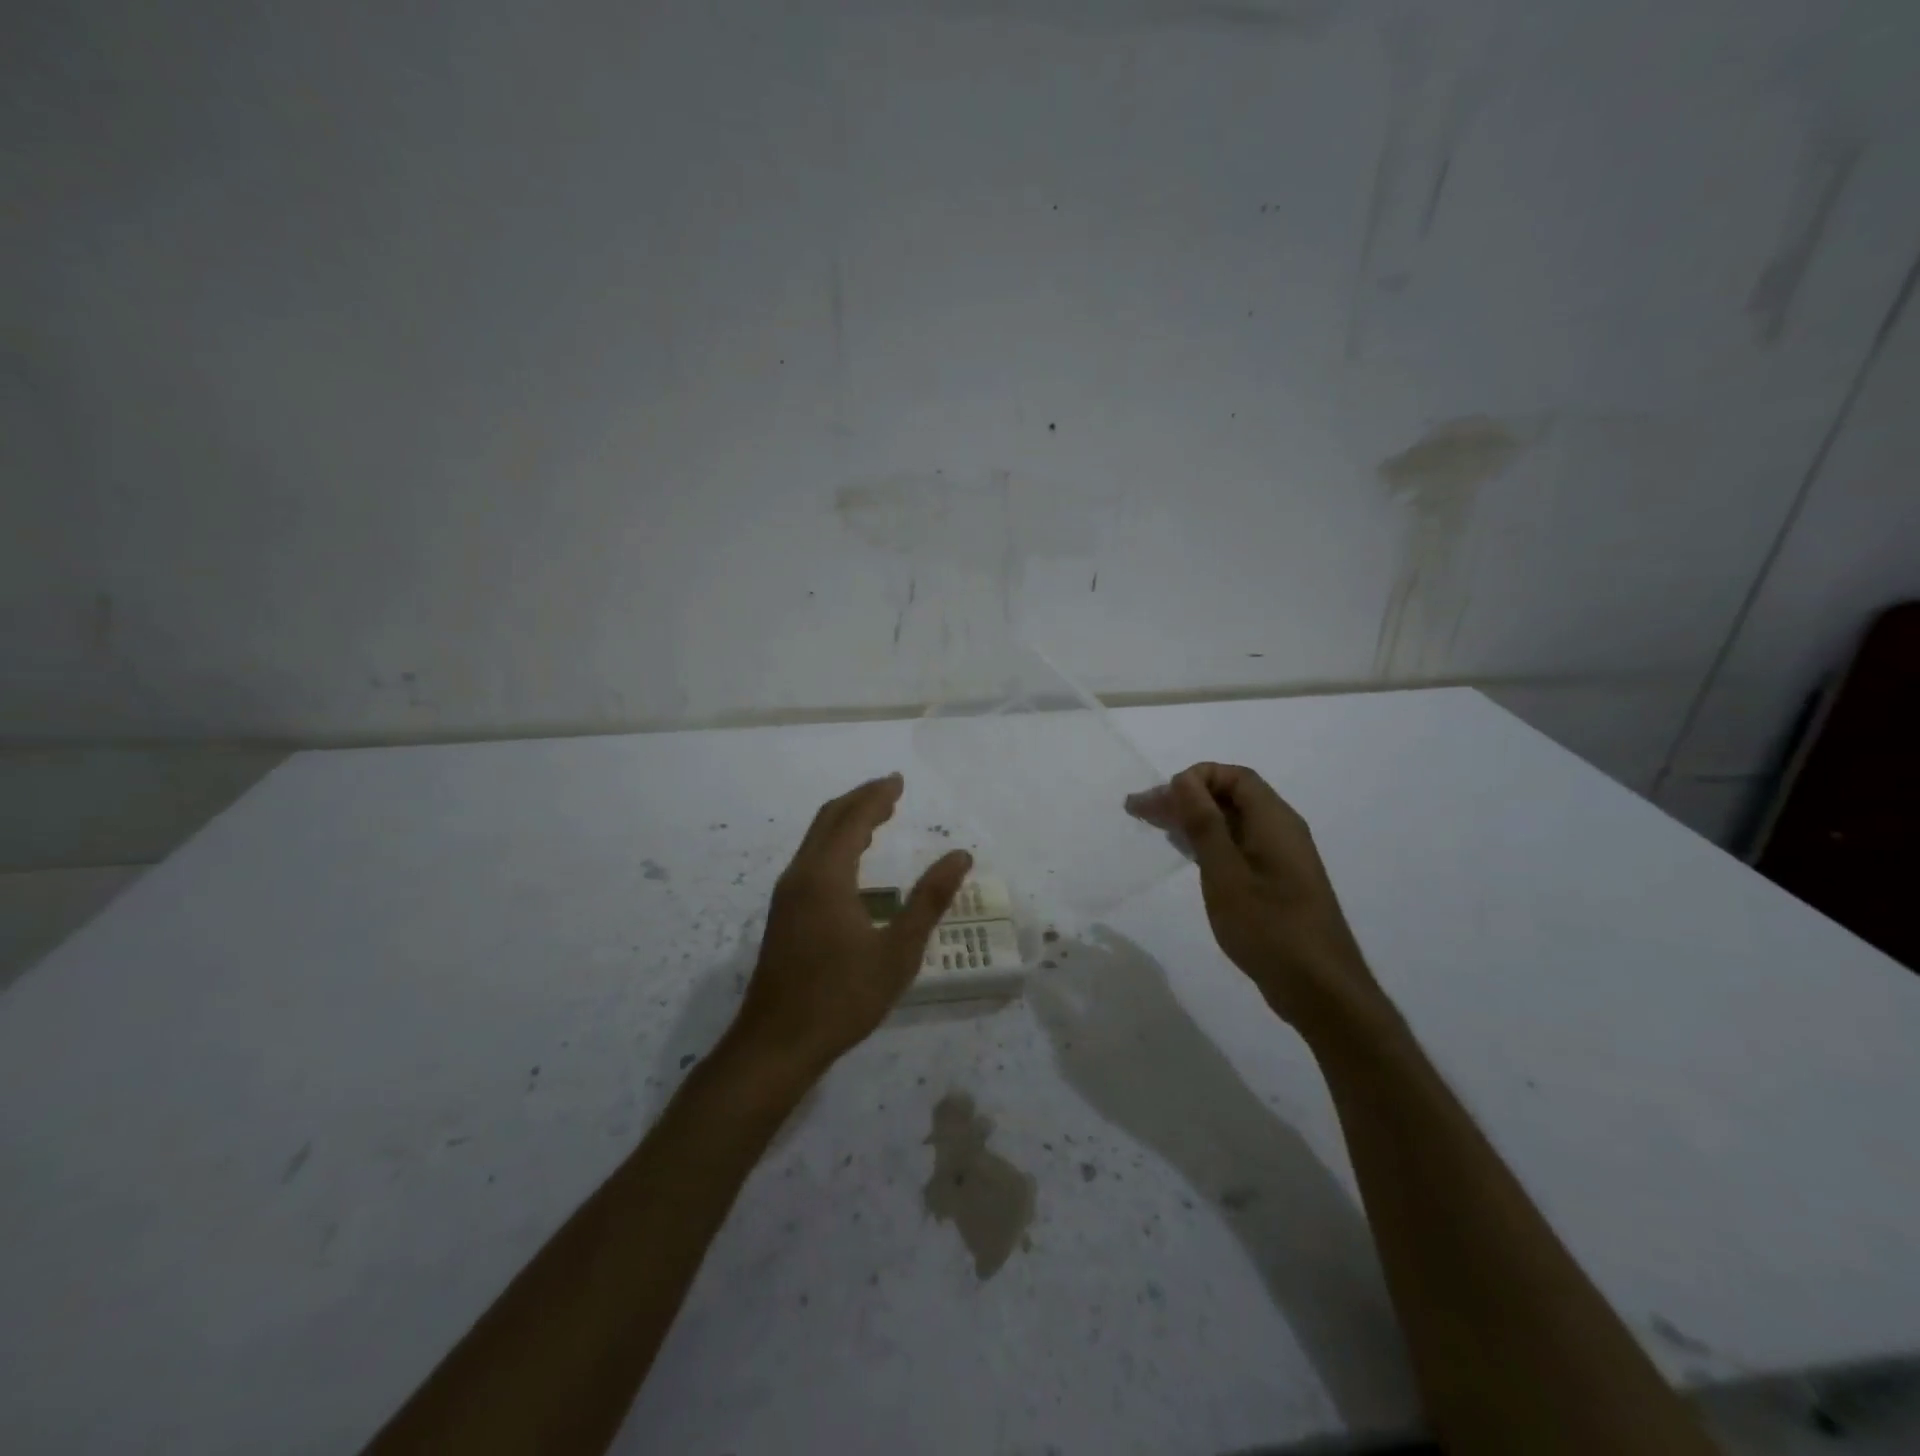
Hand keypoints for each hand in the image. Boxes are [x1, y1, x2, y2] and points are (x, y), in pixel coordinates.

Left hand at [729, 774, 970, 1074]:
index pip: (852, 819)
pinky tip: (852, 862)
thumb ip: (929, 900)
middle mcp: (800, 875)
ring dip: (846, 821)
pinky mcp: (784, 914)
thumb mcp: (898, 952)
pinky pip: (811, 859)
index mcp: (826, 876)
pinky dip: (834, 843)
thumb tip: (961, 856)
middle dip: (860, 800)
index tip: (898, 780)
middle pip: (828, 820)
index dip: (876, 796)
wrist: (777, 1044)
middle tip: (891, 790)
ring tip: (878, 818)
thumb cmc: (842, 998)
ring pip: (815, 839)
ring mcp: (787, 895)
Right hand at [1127, 763, 1373, 1027]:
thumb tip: (1185, 779)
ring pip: (1232, 822)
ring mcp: (1280, 858)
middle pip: (1230, 796)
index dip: (1194, 778)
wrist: (1320, 989)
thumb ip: (1204, 823)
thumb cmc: (1269, 927)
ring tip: (1153, 826)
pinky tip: (1185, 853)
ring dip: (1193, 819)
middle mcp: (1281, 830)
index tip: (1161, 799)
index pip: (1233, 776)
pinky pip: (1238, 845)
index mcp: (1274, 820)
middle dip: (1185, 797)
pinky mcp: (1276, 882)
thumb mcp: (1225, 873)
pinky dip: (1208, 842)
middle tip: (1138, 810)